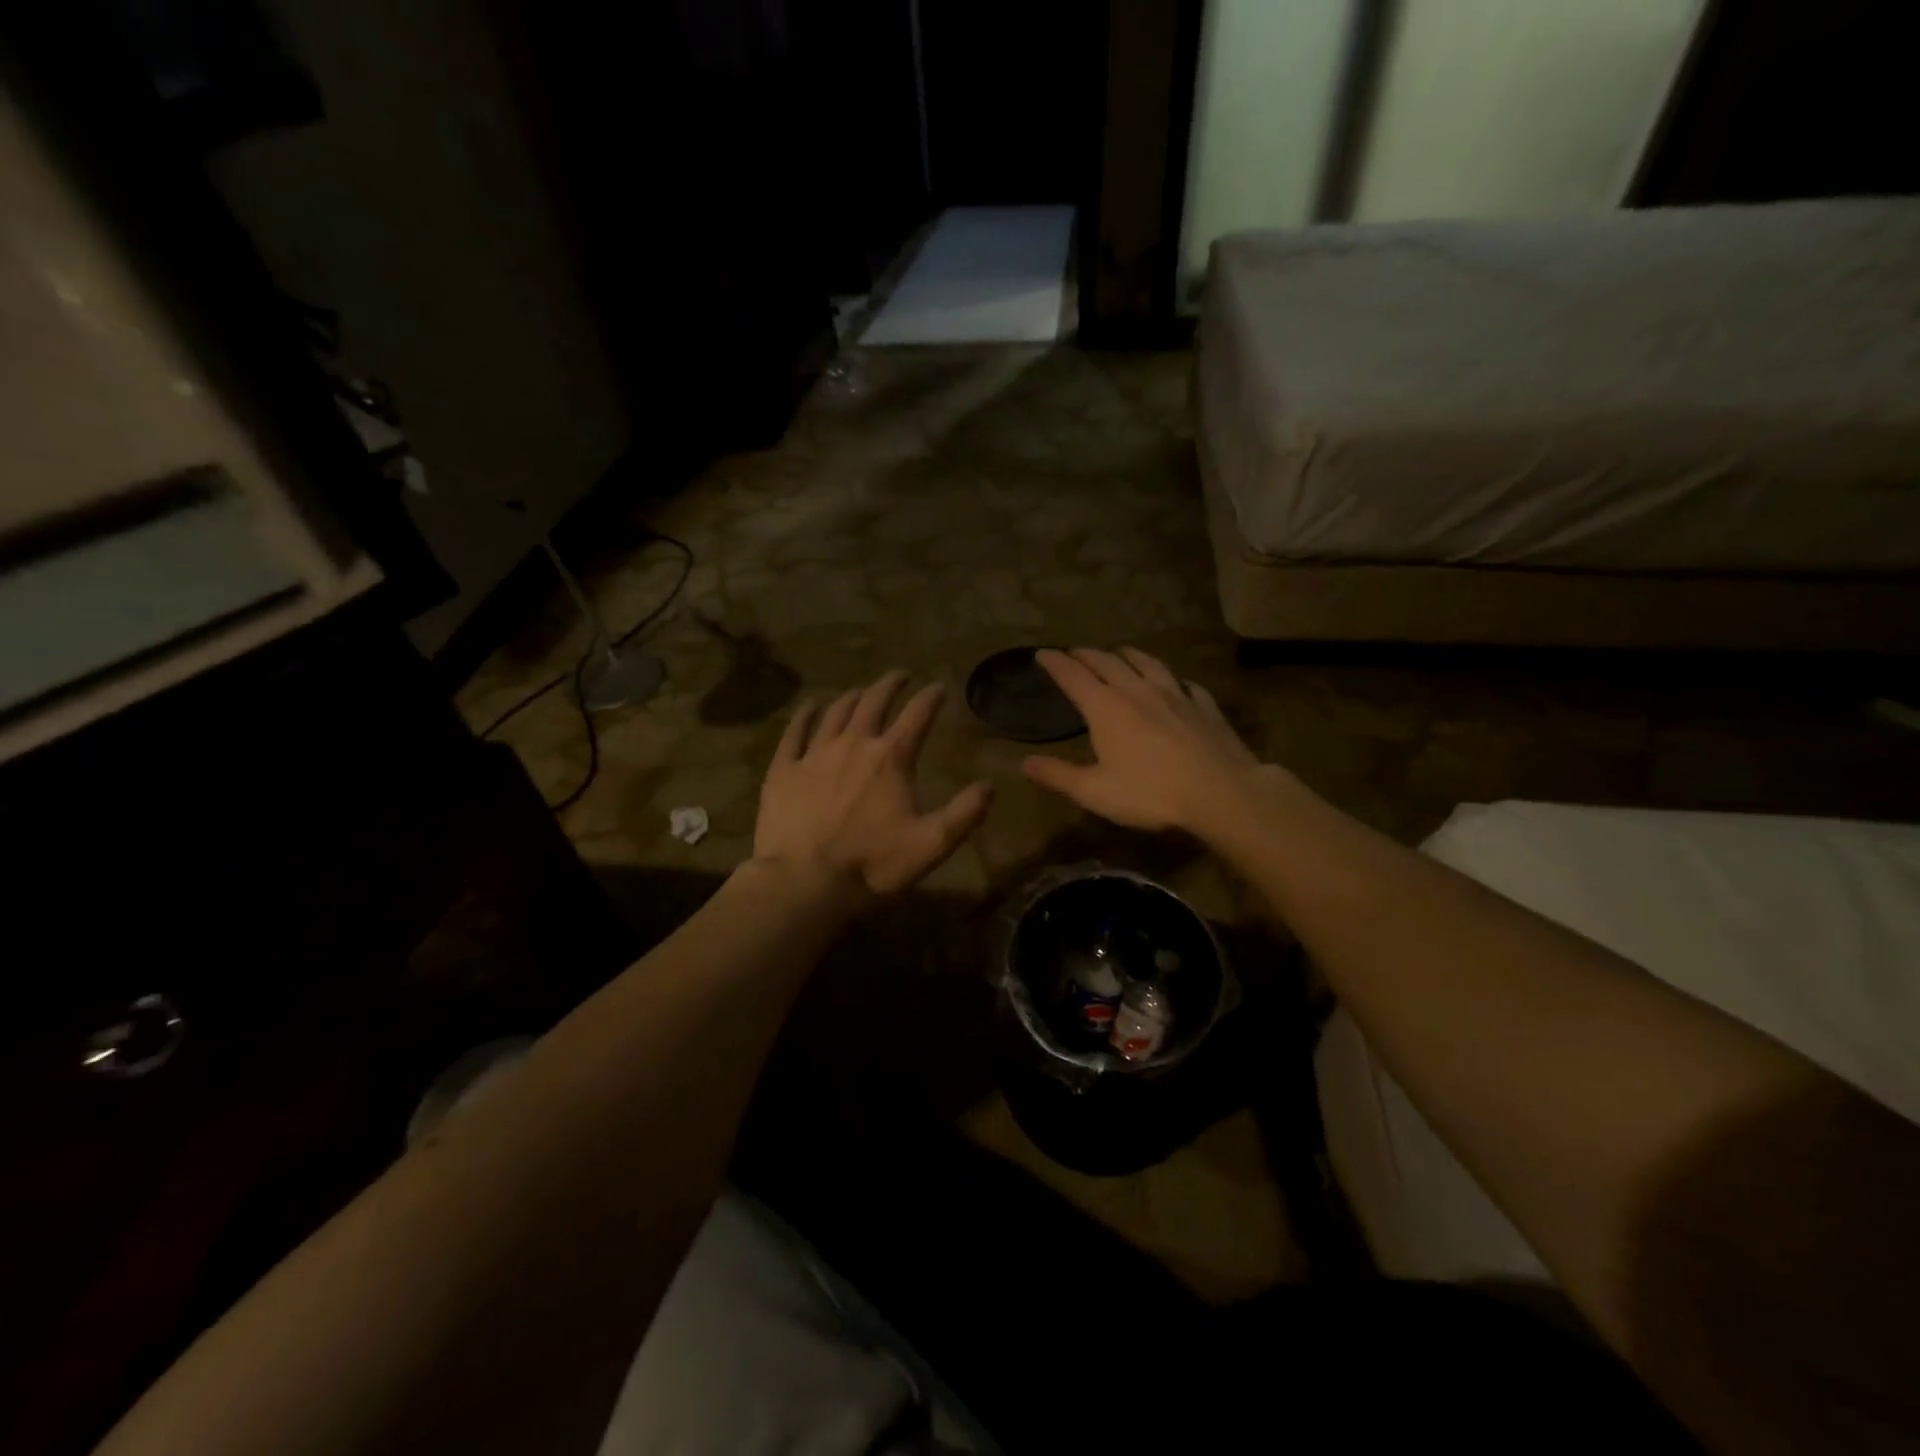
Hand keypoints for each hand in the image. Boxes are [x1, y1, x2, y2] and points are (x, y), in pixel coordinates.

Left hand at [754, 671, 992, 898]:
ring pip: (836, 712)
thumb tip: (990, 785)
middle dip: (890, 685)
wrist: (804, 881)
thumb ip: (965, 813)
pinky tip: (810, 707)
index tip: (939, 686)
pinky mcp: (784, 769)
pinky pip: (795, 732)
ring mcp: (814, 754)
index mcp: (891, 758)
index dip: (931, 697)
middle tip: (900, 676)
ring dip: (853, 696)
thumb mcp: (931, 844)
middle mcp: (853, 743)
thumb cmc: (872, 863)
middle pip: (874, 702)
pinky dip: (805, 714)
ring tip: (861, 691)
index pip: (917, 715)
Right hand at [1022, 648, 1270, 836]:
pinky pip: (1185, 683)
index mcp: (1106, 707)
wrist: (1221, 793)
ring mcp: (1176, 694)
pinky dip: (1172, 678)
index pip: (1073, 676)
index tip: (1042, 653)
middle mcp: (1137, 691)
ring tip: (1120, 652)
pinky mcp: (1204, 706)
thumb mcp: (1094, 792)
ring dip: (1128, 655)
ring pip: (1147, 663)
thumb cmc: (1151, 793)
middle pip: (1108, 662)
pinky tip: (1176, 683)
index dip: (1055, 663)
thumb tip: (1024, 763)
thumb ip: (1058, 775)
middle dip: (1086, 654)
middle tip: (1074, 652)